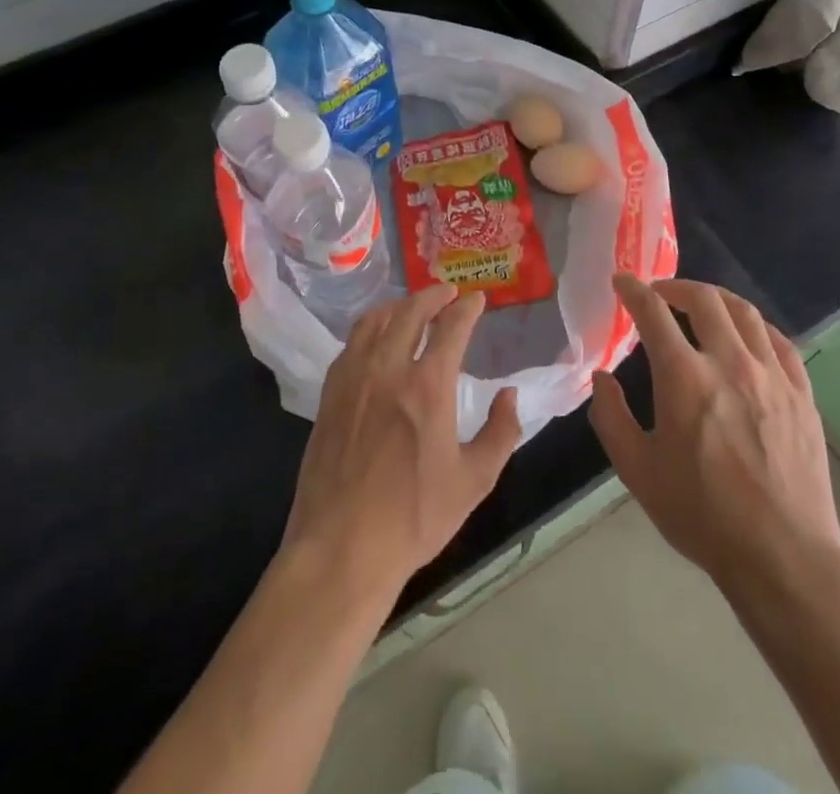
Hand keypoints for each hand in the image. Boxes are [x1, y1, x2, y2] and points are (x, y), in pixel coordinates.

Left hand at [282, 284, 520, 604]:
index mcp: (428, 386)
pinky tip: (376, 338)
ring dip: (399, 305)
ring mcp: (353, 378)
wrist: (342, 548)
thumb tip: (509, 395)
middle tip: (447, 292)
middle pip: (410, 311)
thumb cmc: (414, 517)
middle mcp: (388, 368)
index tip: (477, 299)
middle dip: (433, 295)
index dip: (467, 307)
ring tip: (412, 307)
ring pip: (376, 320)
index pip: (452, 327)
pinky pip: (352, 343)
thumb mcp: (474, 481)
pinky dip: (370, 327)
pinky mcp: (330, 393)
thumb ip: (501, 432)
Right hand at [590, 274, 839, 594]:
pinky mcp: (802, 395)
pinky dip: (756, 327)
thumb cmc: (702, 515)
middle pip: (704, 299)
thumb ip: (611, 416)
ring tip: (702, 305)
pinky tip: (748, 336)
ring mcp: (772, 375)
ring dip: (716, 299)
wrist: (783, 557)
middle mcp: (730, 362)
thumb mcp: (638, 471)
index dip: (633, 289)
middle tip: (660, 293)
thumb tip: (601, 378)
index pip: (653, 312)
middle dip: (676, 286)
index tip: (622, 280)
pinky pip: (780, 342)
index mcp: (684, 377)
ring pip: (745, 313)